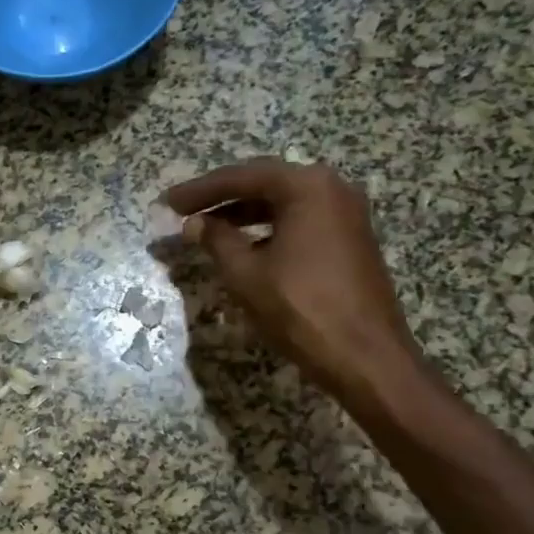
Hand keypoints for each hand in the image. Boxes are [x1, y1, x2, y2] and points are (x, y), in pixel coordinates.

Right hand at [164, 159, 423, 412]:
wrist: (366, 356)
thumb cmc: (301, 309)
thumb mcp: (247, 274)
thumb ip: (217, 241)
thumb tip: (194, 224)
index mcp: (307, 187)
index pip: (242, 177)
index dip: (200, 190)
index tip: (168, 202)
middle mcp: (332, 188)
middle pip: (265, 184)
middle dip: (221, 198)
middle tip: (184, 211)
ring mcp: (347, 214)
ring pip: (284, 204)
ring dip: (244, 214)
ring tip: (208, 229)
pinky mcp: (351, 239)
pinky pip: (301, 222)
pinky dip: (269, 229)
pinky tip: (245, 248)